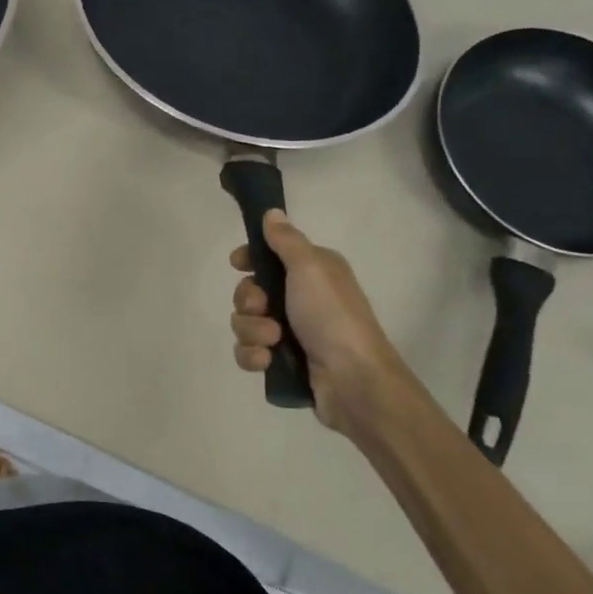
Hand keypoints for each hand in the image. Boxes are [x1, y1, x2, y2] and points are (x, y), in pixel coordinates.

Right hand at [230, 210, 418, 435]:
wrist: (353, 380)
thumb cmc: (332, 316)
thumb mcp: (310, 267)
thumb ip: (286, 240)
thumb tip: (272, 213)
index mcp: (312, 272)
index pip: (269, 256)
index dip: (250, 259)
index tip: (238, 263)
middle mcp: (301, 299)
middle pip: (250, 291)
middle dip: (248, 301)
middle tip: (262, 308)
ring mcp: (291, 333)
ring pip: (245, 323)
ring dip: (251, 330)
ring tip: (272, 341)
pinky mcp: (282, 362)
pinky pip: (248, 352)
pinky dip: (253, 356)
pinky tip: (266, 361)